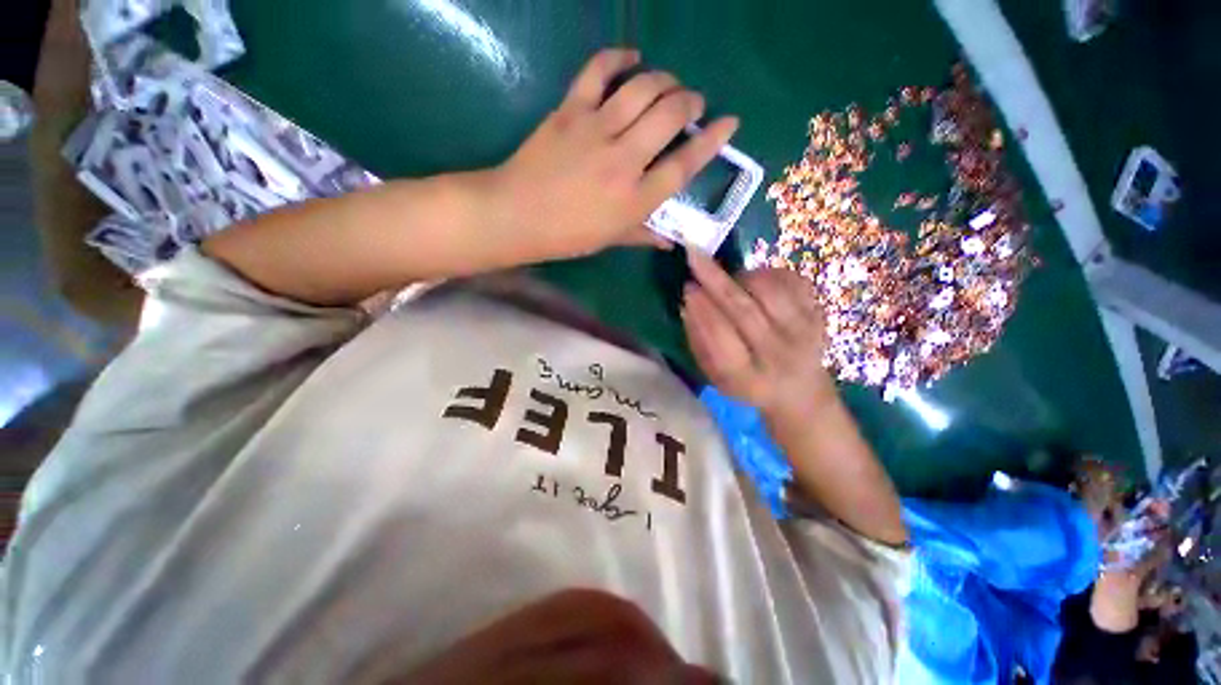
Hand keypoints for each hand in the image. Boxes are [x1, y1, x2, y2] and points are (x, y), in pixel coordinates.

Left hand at [492, 49, 739, 258]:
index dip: (712, 140)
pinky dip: (619, 57)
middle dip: (690, 101)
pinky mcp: (571, 110)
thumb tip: (671, 241)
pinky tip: (631, 57)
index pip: (685, 164)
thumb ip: (644, 235)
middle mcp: (625, 161)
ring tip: (669, 83)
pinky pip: (598, 71)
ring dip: (664, 79)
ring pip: (644, 88)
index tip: (729, 123)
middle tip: (693, 102)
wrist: (517, 215)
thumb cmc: (567, 236)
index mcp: (636, 200)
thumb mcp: (610, 240)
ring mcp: (597, 130)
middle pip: (671, 115)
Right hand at [681, 249, 832, 419]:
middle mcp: (779, 356)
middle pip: (745, 311)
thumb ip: (700, 342)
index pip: (721, 339)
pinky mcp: (819, 315)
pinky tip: (753, 282)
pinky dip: (767, 273)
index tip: (687, 288)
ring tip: (728, 279)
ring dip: (741, 276)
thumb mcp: (715, 376)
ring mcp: (806, 333)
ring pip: (769, 291)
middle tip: (694, 256)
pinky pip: (791, 280)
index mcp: (747, 378)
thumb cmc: (748, 384)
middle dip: (715, 281)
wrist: (800, 393)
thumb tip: (687, 304)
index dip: (702, 310)